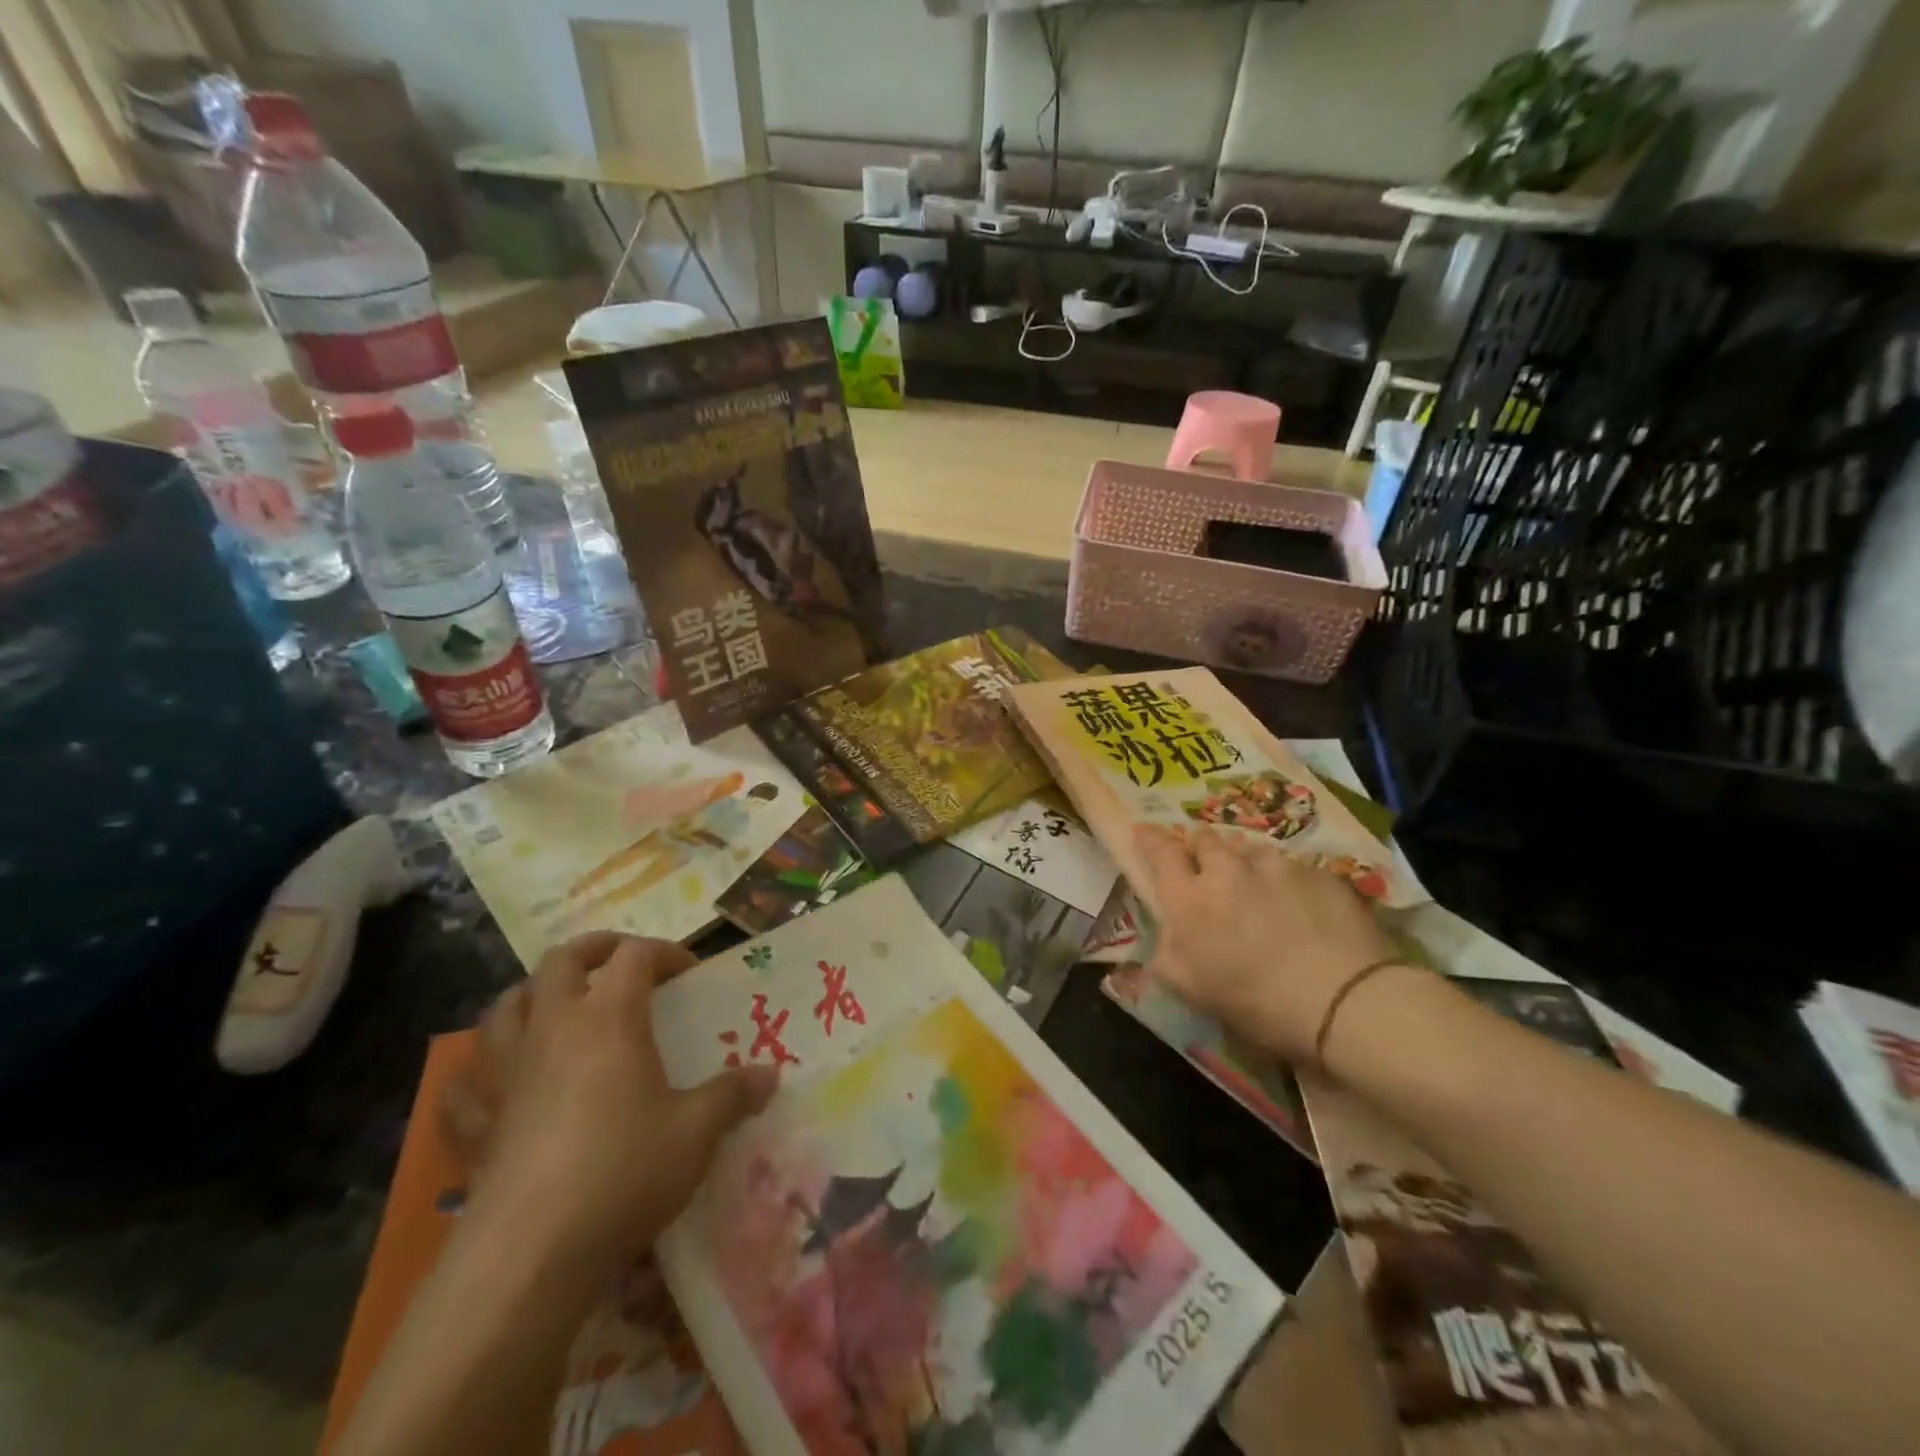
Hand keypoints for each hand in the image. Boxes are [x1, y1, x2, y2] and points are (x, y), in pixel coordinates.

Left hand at [442, 933, 777, 1275]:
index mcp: (609, 1018)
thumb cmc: (624, 1172)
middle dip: (594, 950)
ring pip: (505, 1008)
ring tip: (558, 1006)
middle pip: (561, 961)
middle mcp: (554, 1030)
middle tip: (621, 963)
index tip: (689, 974)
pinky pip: (466, 1086)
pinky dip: (480, 1074)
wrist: (530, 1254)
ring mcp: (507, 1075)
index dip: (664, 952)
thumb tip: (771, 1075)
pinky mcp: (478, 1124)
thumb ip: (735, 1095)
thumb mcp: (698, 1132)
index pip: (635, 955)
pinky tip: (495, 1085)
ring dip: (532, 995)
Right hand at [1133, 823, 1410, 1064]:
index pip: (1160, 850)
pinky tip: (1301, 908)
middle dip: (1199, 847)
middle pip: (1205, 838)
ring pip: (1249, 849)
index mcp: (1189, 898)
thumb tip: (1167, 933)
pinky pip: (1292, 867)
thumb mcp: (1192, 990)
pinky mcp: (1318, 872)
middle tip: (1207, 868)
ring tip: (1257, 888)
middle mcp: (1227, 869)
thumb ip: (1167, 953)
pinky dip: (1286, 881)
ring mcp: (1276, 866)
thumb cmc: (1258, 1002)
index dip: (1150, 839)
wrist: (1347, 1002)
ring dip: (1244, 862)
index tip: (1145, 833)